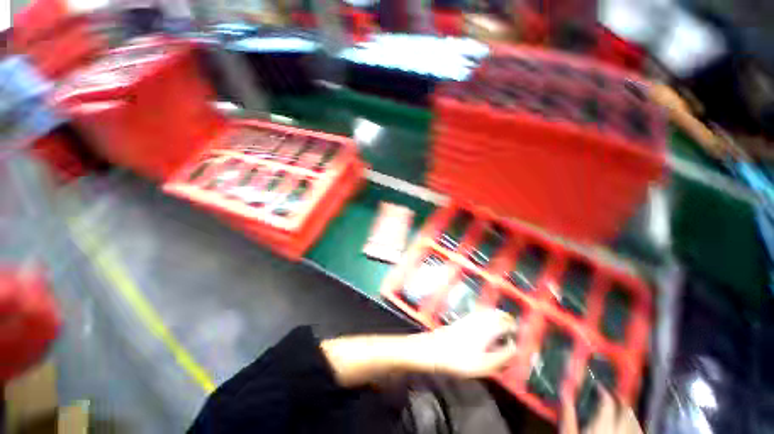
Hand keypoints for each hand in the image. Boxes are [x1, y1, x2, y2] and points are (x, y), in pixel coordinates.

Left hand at [418, 308, 518, 377]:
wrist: (435, 349)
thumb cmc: (460, 359)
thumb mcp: (484, 364)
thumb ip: (502, 356)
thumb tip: (515, 347)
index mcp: (487, 329)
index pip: (506, 323)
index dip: (515, 327)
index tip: (521, 332)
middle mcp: (479, 319)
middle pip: (497, 314)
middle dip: (507, 318)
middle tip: (513, 326)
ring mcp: (470, 318)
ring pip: (488, 312)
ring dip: (497, 316)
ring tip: (503, 323)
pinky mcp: (463, 320)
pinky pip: (479, 314)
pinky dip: (487, 316)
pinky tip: (486, 322)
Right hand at [560, 387, 642, 433]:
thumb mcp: (568, 433)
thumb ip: (567, 414)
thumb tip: (563, 391)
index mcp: (602, 427)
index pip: (608, 402)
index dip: (604, 390)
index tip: (597, 385)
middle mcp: (619, 432)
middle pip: (625, 410)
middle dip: (619, 398)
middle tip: (610, 392)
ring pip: (635, 421)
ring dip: (628, 411)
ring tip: (619, 407)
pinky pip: (638, 432)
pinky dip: (634, 425)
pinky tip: (628, 425)